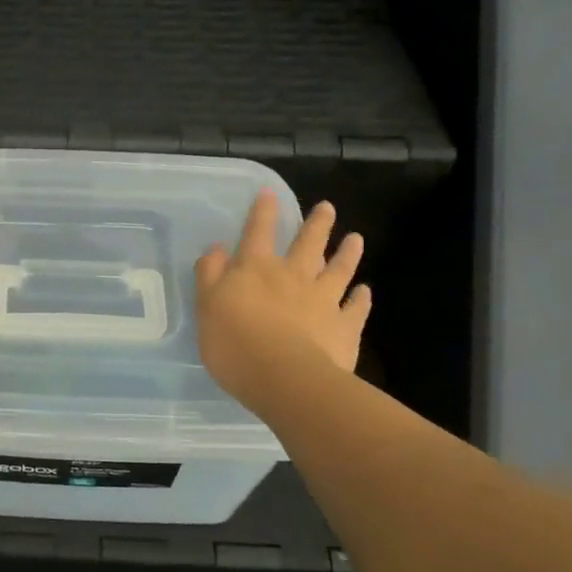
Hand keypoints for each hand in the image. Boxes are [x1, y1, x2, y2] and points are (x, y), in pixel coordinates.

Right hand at [196, 191, 371, 410]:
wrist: (285, 378)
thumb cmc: (235, 343)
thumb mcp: (207, 306)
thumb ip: (210, 275)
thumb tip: (217, 248)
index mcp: (256, 269)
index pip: (257, 232)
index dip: (262, 212)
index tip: (270, 193)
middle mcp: (293, 276)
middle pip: (307, 244)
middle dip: (316, 224)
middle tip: (327, 208)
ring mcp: (324, 300)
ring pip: (338, 270)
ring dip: (347, 253)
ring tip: (356, 239)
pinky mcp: (345, 327)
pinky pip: (356, 309)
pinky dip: (362, 299)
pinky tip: (365, 292)